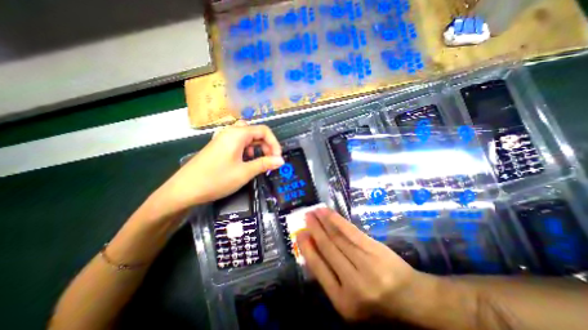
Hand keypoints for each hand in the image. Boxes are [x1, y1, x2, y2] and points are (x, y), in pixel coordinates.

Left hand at [155, 120, 283, 210]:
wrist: (184, 190)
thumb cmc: (216, 179)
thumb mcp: (245, 172)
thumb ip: (264, 164)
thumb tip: (281, 160)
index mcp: (238, 134)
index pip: (264, 131)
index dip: (274, 143)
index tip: (278, 158)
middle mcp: (230, 132)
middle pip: (256, 132)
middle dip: (266, 145)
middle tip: (270, 161)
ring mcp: (223, 139)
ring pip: (247, 137)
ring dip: (257, 147)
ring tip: (258, 161)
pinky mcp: (219, 146)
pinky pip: (238, 143)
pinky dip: (247, 150)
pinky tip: (245, 161)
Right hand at [300, 208, 420, 321]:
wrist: (413, 300)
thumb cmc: (378, 304)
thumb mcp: (350, 301)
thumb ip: (330, 279)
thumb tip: (311, 251)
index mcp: (343, 302)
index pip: (318, 268)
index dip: (307, 248)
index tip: (299, 234)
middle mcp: (353, 283)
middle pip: (328, 248)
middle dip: (314, 230)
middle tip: (305, 217)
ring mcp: (366, 263)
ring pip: (338, 237)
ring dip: (323, 221)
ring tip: (314, 211)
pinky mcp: (375, 249)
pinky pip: (351, 231)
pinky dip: (337, 220)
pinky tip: (329, 212)